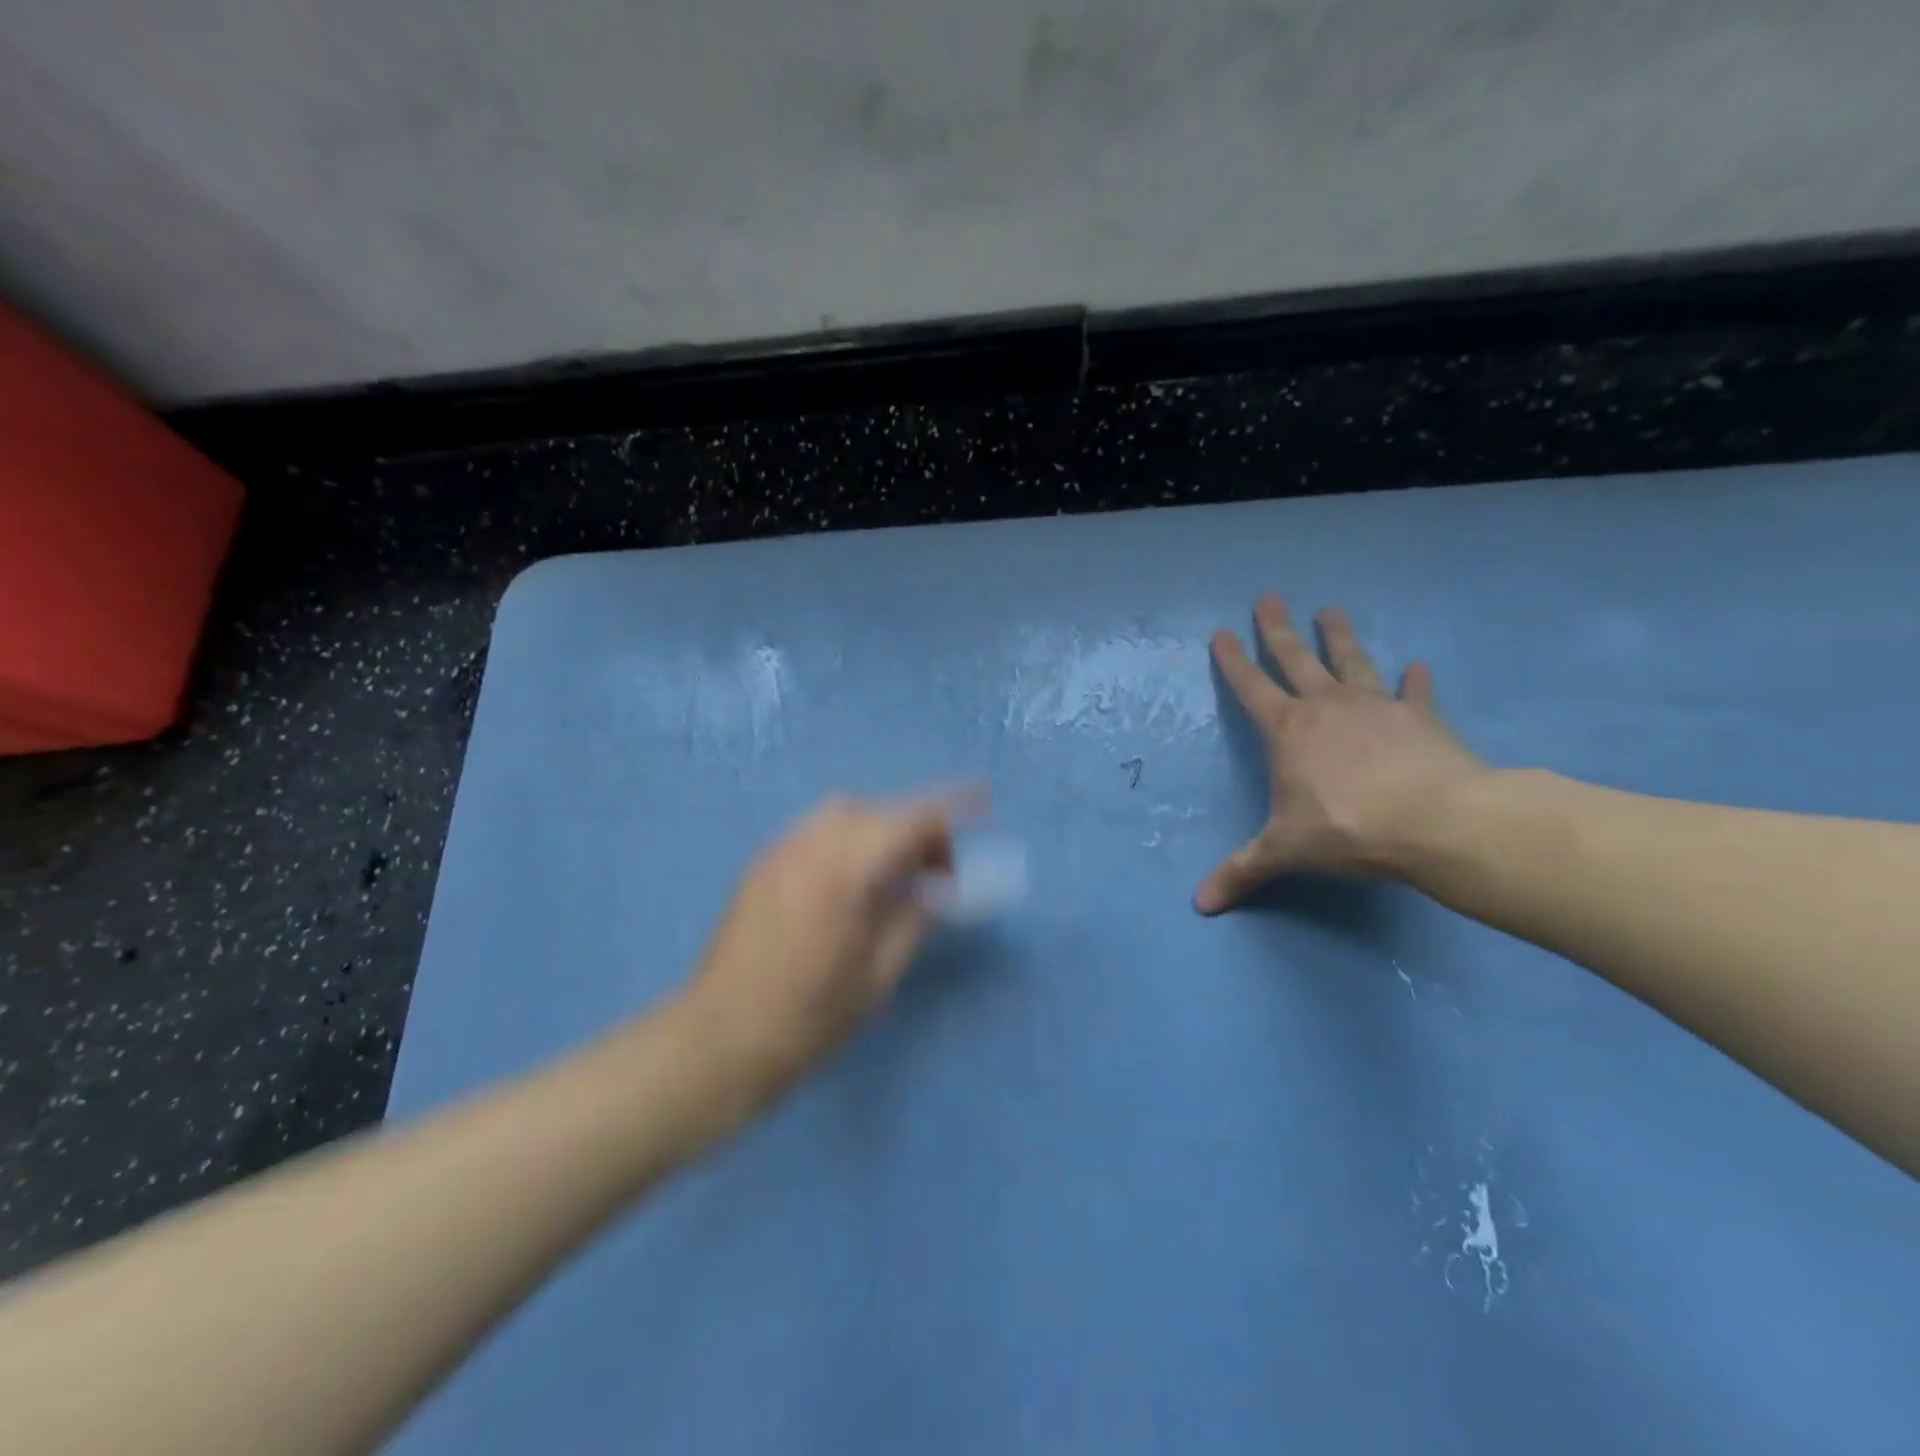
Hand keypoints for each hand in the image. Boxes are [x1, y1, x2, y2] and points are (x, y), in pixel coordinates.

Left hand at [679, 790, 979, 1094]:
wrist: (718, 1041)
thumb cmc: (806, 1019)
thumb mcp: (877, 976)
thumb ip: (913, 920)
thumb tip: (938, 889)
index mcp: (844, 872)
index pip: (910, 819)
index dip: (952, 806)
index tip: (983, 800)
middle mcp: (809, 846)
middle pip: (877, 809)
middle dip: (915, 827)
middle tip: (934, 873)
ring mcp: (779, 851)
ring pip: (843, 813)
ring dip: (878, 829)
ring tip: (892, 877)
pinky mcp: (761, 865)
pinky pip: (816, 830)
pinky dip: (847, 839)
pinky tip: (851, 883)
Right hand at [1196, 594, 1484, 912]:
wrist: (1437, 822)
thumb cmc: (1347, 829)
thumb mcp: (1284, 853)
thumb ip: (1241, 872)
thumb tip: (1198, 906)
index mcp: (1288, 730)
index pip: (1250, 687)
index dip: (1232, 660)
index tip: (1220, 631)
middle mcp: (1327, 707)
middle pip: (1296, 658)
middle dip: (1278, 628)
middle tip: (1269, 595)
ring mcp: (1377, 707)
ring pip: (1351, 661)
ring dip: (1339, 635)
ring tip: (1330, 608)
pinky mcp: (1421, 718)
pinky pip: (1414, 692)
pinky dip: (1415, 680)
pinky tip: (1418, 665)